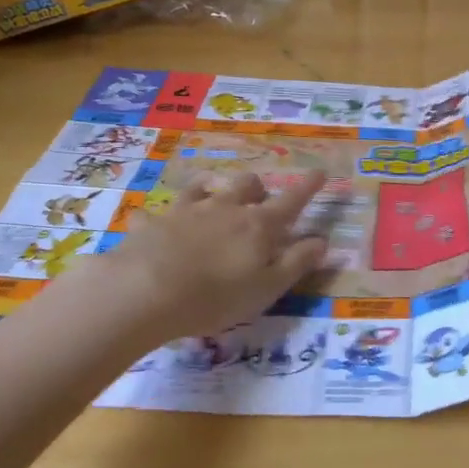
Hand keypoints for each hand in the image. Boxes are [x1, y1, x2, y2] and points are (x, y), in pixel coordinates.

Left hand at [93, 171, 328, 344]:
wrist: (146, 290)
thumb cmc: (217, 295)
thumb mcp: (267, 287)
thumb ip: (296, 263)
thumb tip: (322, 241)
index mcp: (258, 225)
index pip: (291, 201)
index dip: (307, 187)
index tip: (320, 172)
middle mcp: (225, 209)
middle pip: (247, 185)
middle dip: (257, 189)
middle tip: (258, 203)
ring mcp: (187, 211)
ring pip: (204, 189)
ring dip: (212, 192)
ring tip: (212, 200)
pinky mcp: (153, 222)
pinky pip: (155, 213)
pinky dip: (158, 218)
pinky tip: (152, 225)